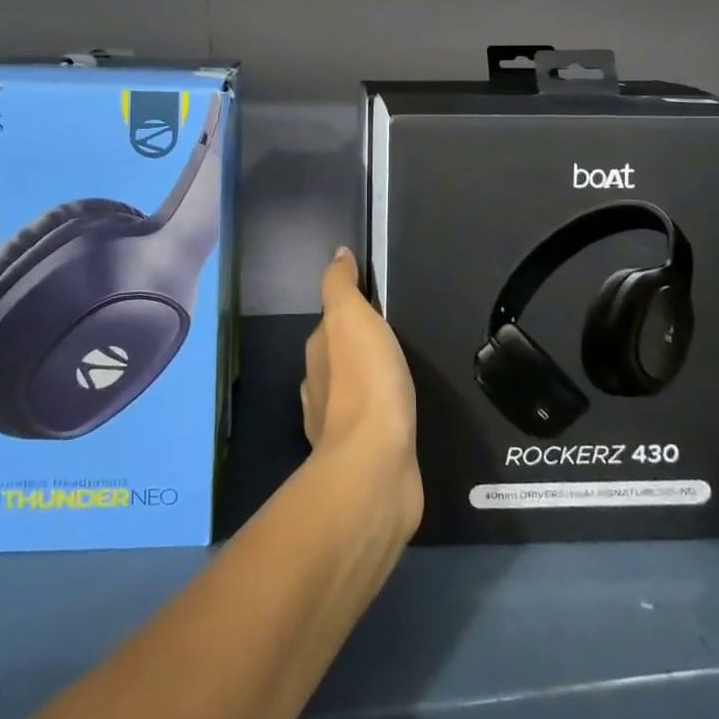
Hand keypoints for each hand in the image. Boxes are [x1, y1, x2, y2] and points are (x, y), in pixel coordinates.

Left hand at [301, 248, 421, 537]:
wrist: (376, 465)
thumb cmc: (366, 382)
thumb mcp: (352, 317)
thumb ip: (341, 285)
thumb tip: (337, 253)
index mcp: (317, 355)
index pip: (330, 324)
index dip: (350, 312)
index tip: (377, 305)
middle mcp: (320, 390)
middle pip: (338, 359)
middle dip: (358, 350)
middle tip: (394, 340)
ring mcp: (338, 428)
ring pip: (352, 394)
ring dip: (369, 384)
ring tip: (401, 375)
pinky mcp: (363, 457)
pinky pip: (371, 425)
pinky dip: (381, 415)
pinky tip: (400, 414)